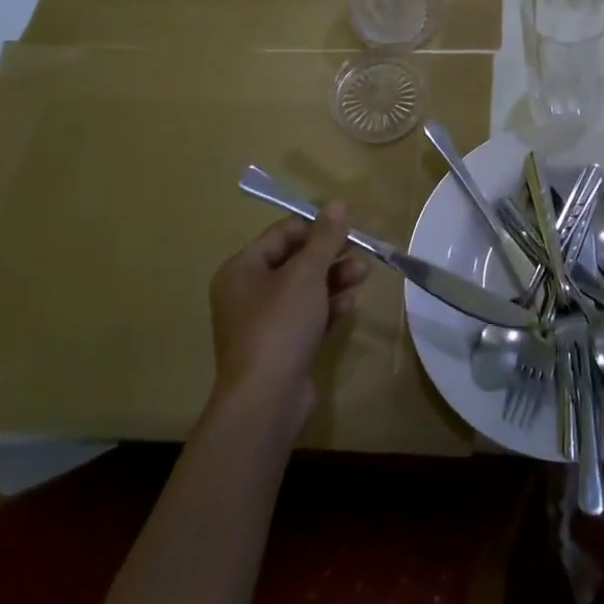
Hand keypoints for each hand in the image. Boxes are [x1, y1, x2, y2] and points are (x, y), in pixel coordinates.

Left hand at [208, 211, 368, 432]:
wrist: (265, 401)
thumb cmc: (280, 325)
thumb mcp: (306, 273)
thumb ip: (325, 237)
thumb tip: (338, 203)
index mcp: (241, 269)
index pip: (282, 234)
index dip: (315, 228)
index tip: (346, 230)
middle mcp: (246, 293)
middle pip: (295, 262)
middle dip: (330, 256)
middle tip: (360, 255)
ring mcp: (262, 323)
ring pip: (304, 290)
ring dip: (334, 280)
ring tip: (362, 278)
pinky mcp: (279, 348)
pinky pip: (306, 317)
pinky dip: (327, 308)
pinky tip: (349, 306)